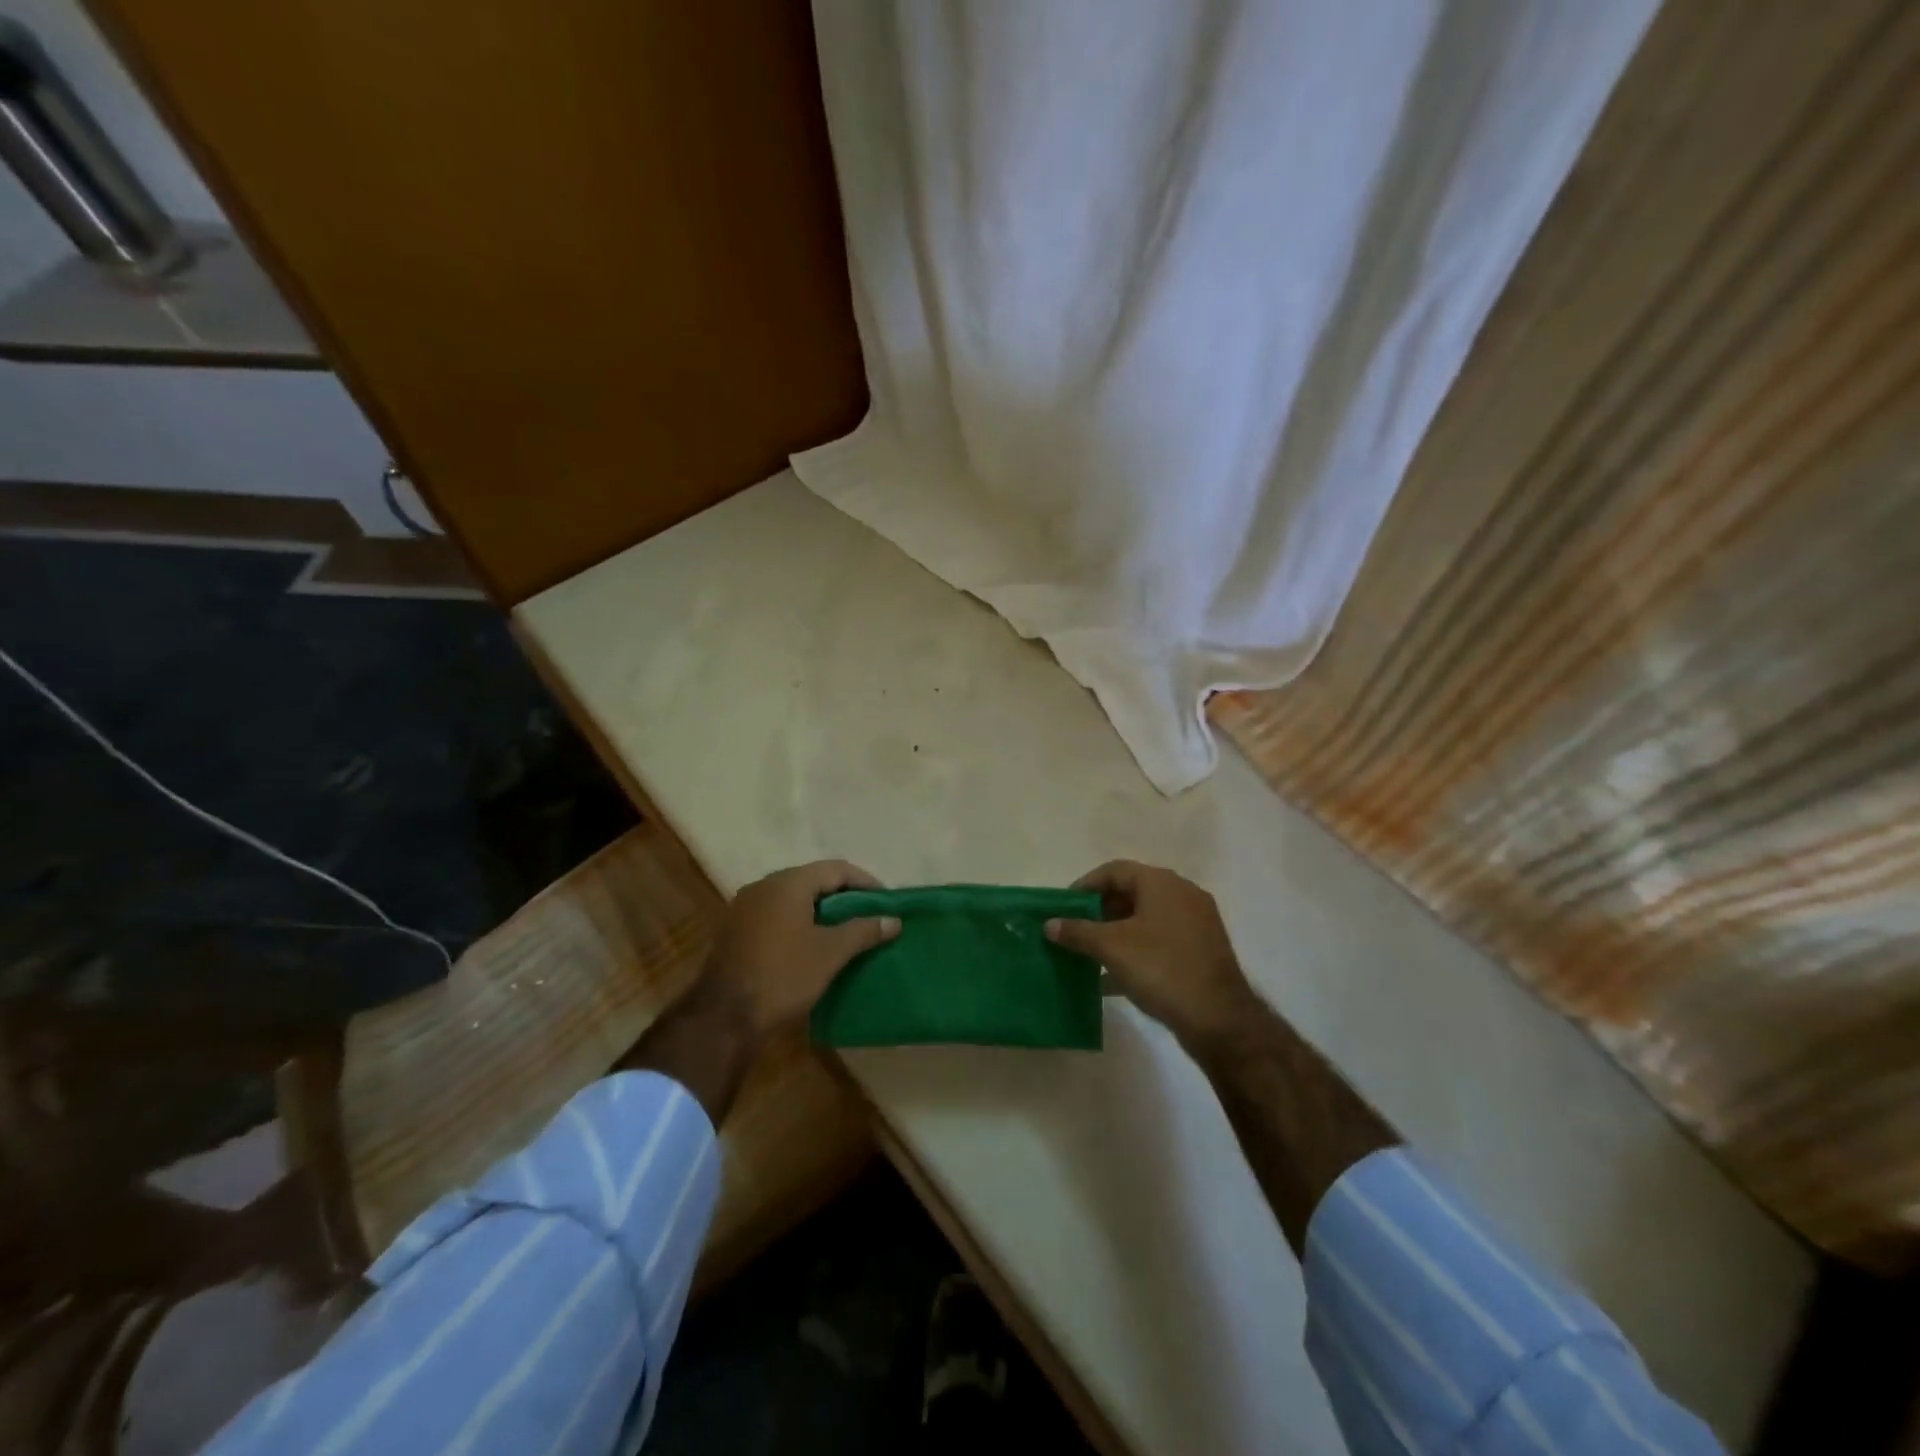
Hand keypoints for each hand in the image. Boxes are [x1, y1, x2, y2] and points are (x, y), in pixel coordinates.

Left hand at [698, 860, 899, 1041]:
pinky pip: (775, 915)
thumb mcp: (831, 953)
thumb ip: (863, 930)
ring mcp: (744, 908)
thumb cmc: (783, 976)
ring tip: (845, 931)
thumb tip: (893, 920)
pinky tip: (811, 944)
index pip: (836, 869)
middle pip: (812, 880)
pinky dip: (798, 923)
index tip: (886, 901)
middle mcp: (763, 886)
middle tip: (868, 915)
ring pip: (792, 899)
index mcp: (787, 883)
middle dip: (843, 896)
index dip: (865, 882)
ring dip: (820, 910)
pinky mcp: (735, 931)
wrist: (723, 1018)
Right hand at [1045, 861, 1259, 1048]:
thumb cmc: (1161, 969)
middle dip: (1099, 911)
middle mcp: (1182, 895)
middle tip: (1074, 930)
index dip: (1085, 886)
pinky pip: (1159, 941)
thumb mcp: (1111, 948)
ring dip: (1115, 933)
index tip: (1063, 906)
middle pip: (1131, 893)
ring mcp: (1195, 924)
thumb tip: (1049, 924)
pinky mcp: (1200, 951)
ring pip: (1145, 919)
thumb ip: (1077, 931)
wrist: (1219, 1019)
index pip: (1114, 871)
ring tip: (1088, 952)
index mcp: (1162, 883)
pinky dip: (1135, 951)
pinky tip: (1111, 978)